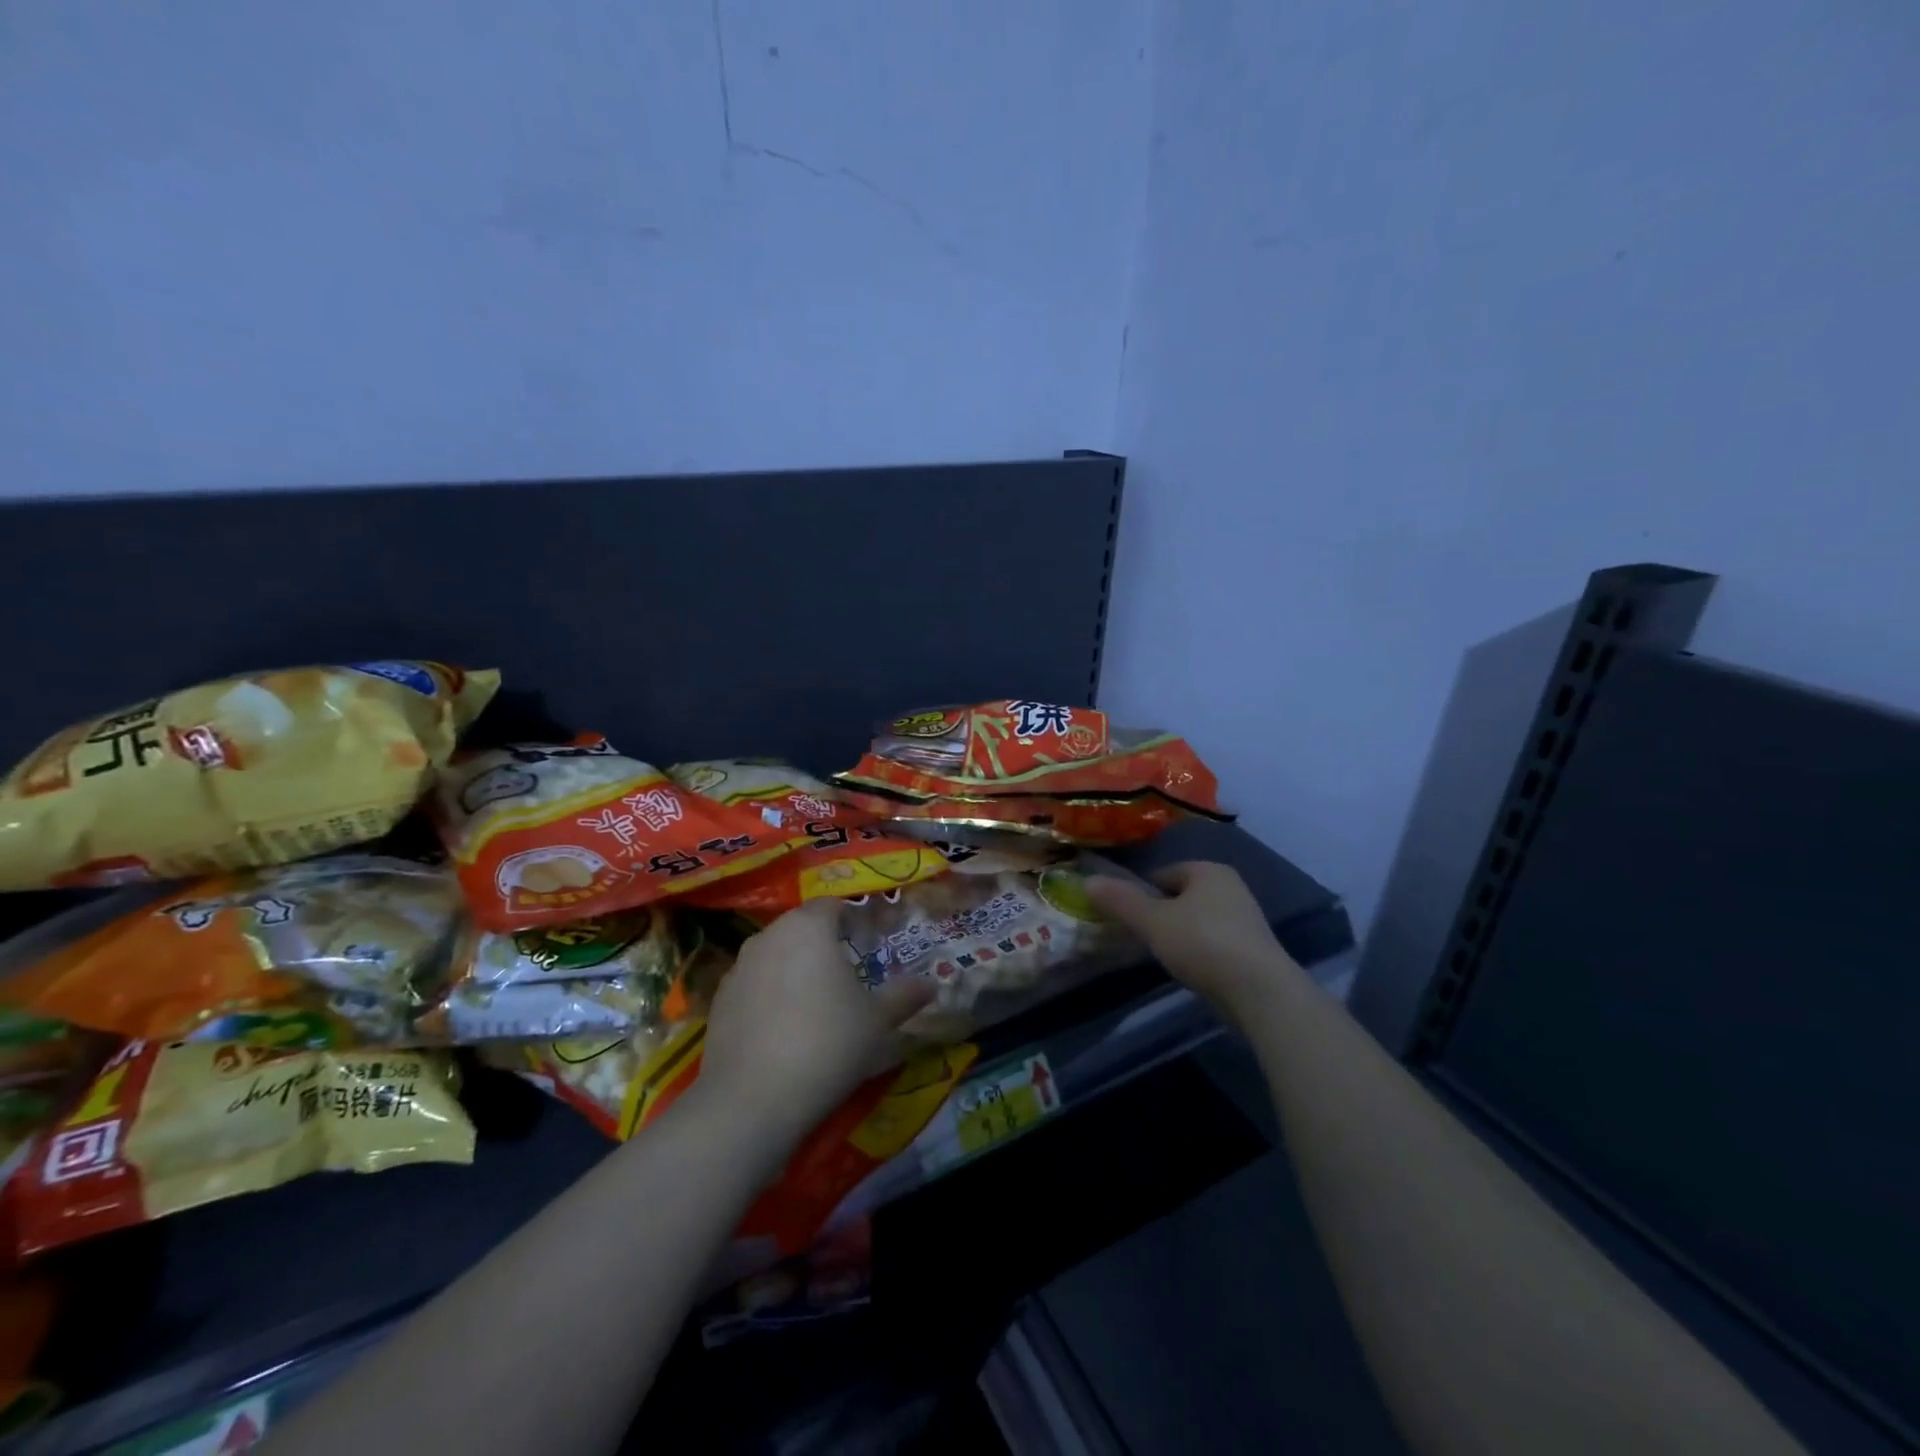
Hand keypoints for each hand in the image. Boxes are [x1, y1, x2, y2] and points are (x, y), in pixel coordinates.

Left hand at [698, 899, 934, 1146]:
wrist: (752, 1100)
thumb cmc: (827, 1043)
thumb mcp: (877, 1022)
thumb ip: (904, 996)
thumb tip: (931, 984)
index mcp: (809, 927)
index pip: (833, 905)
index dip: (854, 919)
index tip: (871, 941)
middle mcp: (769, 935)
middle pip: (802, 927)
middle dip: (824, 943)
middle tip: (849, 972)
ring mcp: (738, 967)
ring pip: (775, 955)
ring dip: (795, 969)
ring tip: (816, 1002)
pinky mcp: (719, 1001)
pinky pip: (754, 985)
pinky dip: (770, 995)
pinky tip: (784, 1028)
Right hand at [1084, 862, 1298, 1016]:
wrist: (1260, 991)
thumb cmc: (1202, 944)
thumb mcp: (1153, 921)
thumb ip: (1120, 900)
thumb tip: (1088, 881)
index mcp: (1208, 870)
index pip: (1163, 873)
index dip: (1141, 893)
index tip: (1127, 917)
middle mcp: (1231, 886)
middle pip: (1181, 896)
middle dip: (1161, 914)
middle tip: (1142, 937)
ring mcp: (1246, 918)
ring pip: (1198, 920)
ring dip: (1180, 934)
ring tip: (1164, 956)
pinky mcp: (1254, 949)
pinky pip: (1215, 941)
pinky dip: (1200, 951)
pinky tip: (1191, 970)